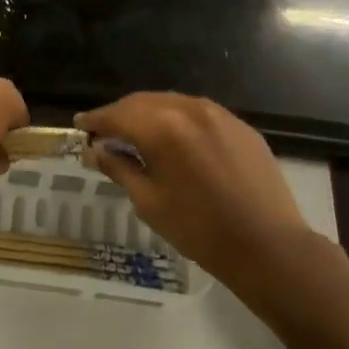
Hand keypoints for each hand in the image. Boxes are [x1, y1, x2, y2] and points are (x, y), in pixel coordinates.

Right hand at [76, 93, 309, 281]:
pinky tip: (175, 140)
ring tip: (136, 133)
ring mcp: (219, 114)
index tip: (80, 125)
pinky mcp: (240, 126)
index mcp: (162, 127)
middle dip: (121, 114)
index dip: (96, 120)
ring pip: (172, 103)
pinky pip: (199, 113)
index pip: (118, 114)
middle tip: (104, 131)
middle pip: (144, 102)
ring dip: (149, 114)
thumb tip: (97, 150)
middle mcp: (190, 109)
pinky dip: (178, 120)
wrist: (267, 246)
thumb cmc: (199, 229)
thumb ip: (120, 169)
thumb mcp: (149, 201)